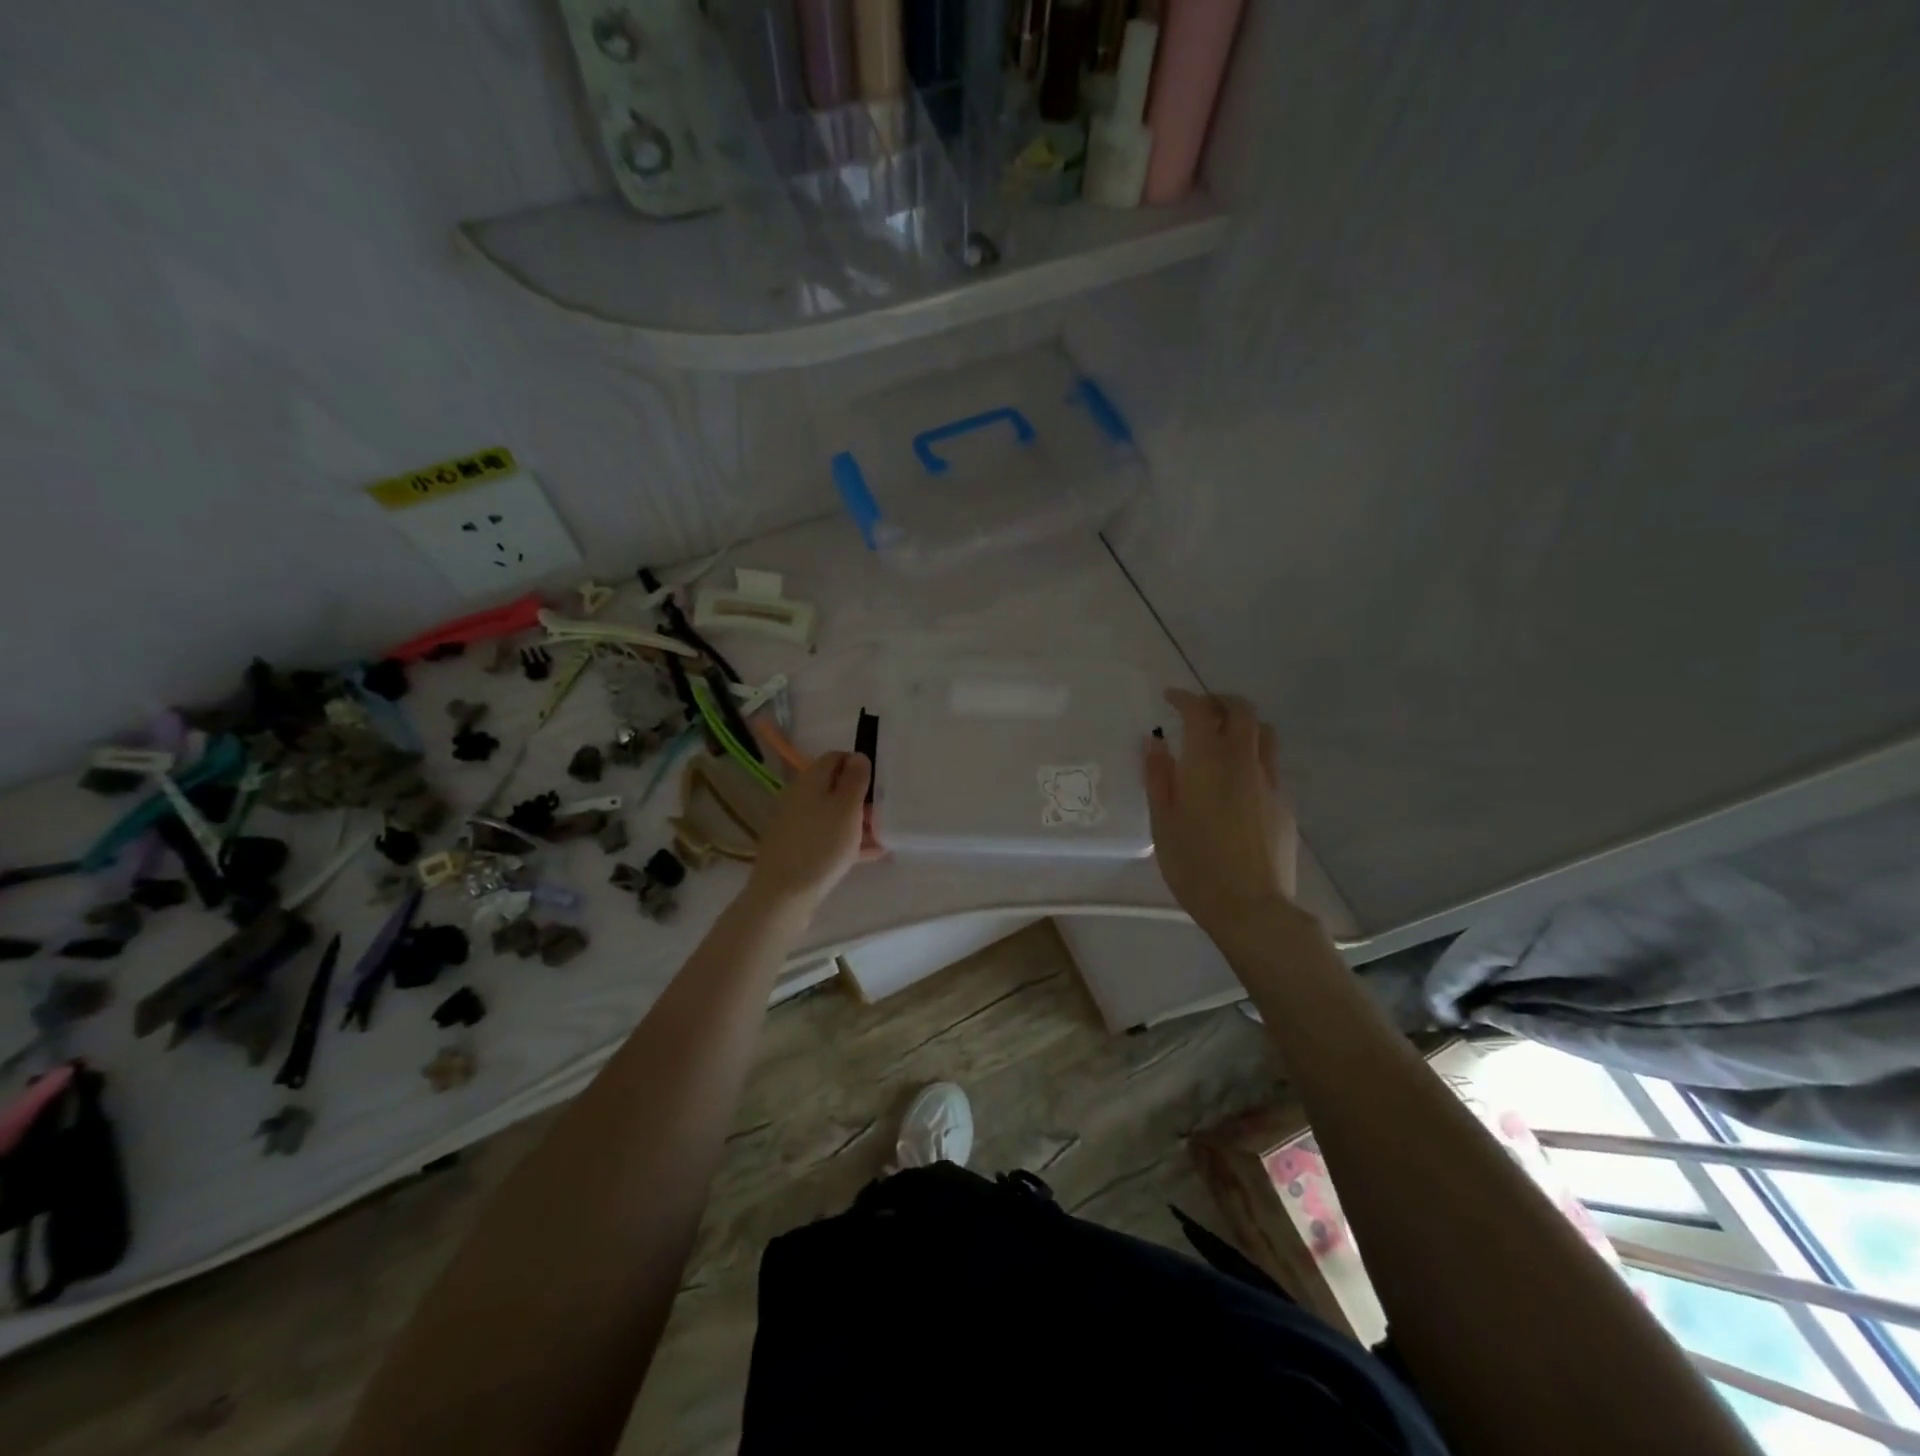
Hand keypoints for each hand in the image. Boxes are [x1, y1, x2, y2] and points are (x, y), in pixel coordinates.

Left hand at [745, 751, 870, 912]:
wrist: (783, 895)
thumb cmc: (821, 846)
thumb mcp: (846, 808)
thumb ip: (855, 779)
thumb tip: (857, 756)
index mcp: (810, 780)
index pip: (835, 757)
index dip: (858, 764)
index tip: (879, 782)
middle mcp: (799, 797)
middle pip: (834, 787)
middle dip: (860, 796)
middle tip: (885, 811)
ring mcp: (796, 824)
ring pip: (832, 813)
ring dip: (857, 821)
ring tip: (883, 834)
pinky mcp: (797, 848)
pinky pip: (827, 836)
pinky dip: (848, 840)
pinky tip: (872, 854)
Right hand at [1144, 690, 1300, 936]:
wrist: (1252, 908)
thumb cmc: (1195, 867)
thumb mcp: (1162, 823)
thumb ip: (1158, 777)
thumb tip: (1156, 742)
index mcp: (1208, 763)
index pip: (1201, 712)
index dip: (1185, 698)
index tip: (1170, 698)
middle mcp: (1243, 762)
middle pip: (1241, 711)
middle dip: (1219, 702)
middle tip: (1199, 711)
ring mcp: (1269, 782)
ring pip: (1263, 733)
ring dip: (1242, 725)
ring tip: (1222, 740)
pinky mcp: (1284, 803)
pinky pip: (1270, 763)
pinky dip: (1252, 755)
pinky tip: (1236, 781)